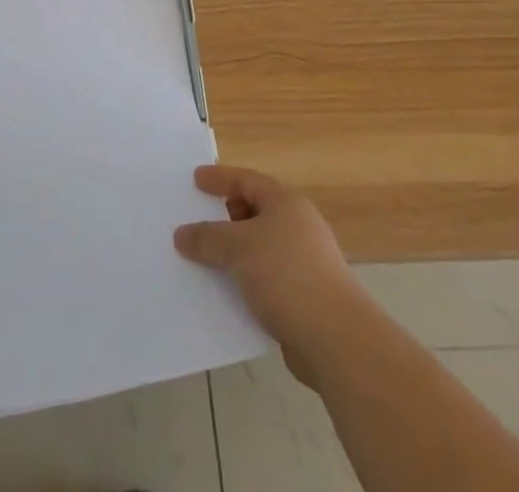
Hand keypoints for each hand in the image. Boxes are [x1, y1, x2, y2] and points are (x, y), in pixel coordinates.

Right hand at [174, 164, 360, 379]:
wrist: (337, 339)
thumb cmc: (286, 275)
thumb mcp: (238, 247)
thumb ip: (207, 237)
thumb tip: (181, 235)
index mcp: (286, 203)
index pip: (247, 180)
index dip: (220, 178)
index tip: (195, 179)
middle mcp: (298, 226)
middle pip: (255, 211)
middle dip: (226, 216)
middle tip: (198, 219)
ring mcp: (305, 263)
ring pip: (260, 247)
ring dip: (234, 252)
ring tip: (205, 258)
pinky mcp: (305, 297)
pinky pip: (265, 278)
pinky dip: (246, 279)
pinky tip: (227, 292)